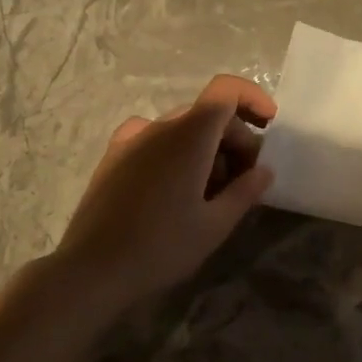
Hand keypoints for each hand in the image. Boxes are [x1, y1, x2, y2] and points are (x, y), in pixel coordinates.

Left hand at [55, 75, 276, 311]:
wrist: (92, 270)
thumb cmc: (161, 247)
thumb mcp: (215, 225)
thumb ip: (245, 192)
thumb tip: (264, 171)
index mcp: (188, 137)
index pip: (225, 91)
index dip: (253, 98)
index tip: (269, 125)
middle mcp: (158, 127)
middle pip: (207, 114)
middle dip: (234, 138)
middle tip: (245, 180)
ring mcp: (130, 140)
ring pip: (181, 129)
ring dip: (206, 149)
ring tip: (211, 193)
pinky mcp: (112, 158)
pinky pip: (153, 140)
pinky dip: (176, 152)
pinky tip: (175, 186)